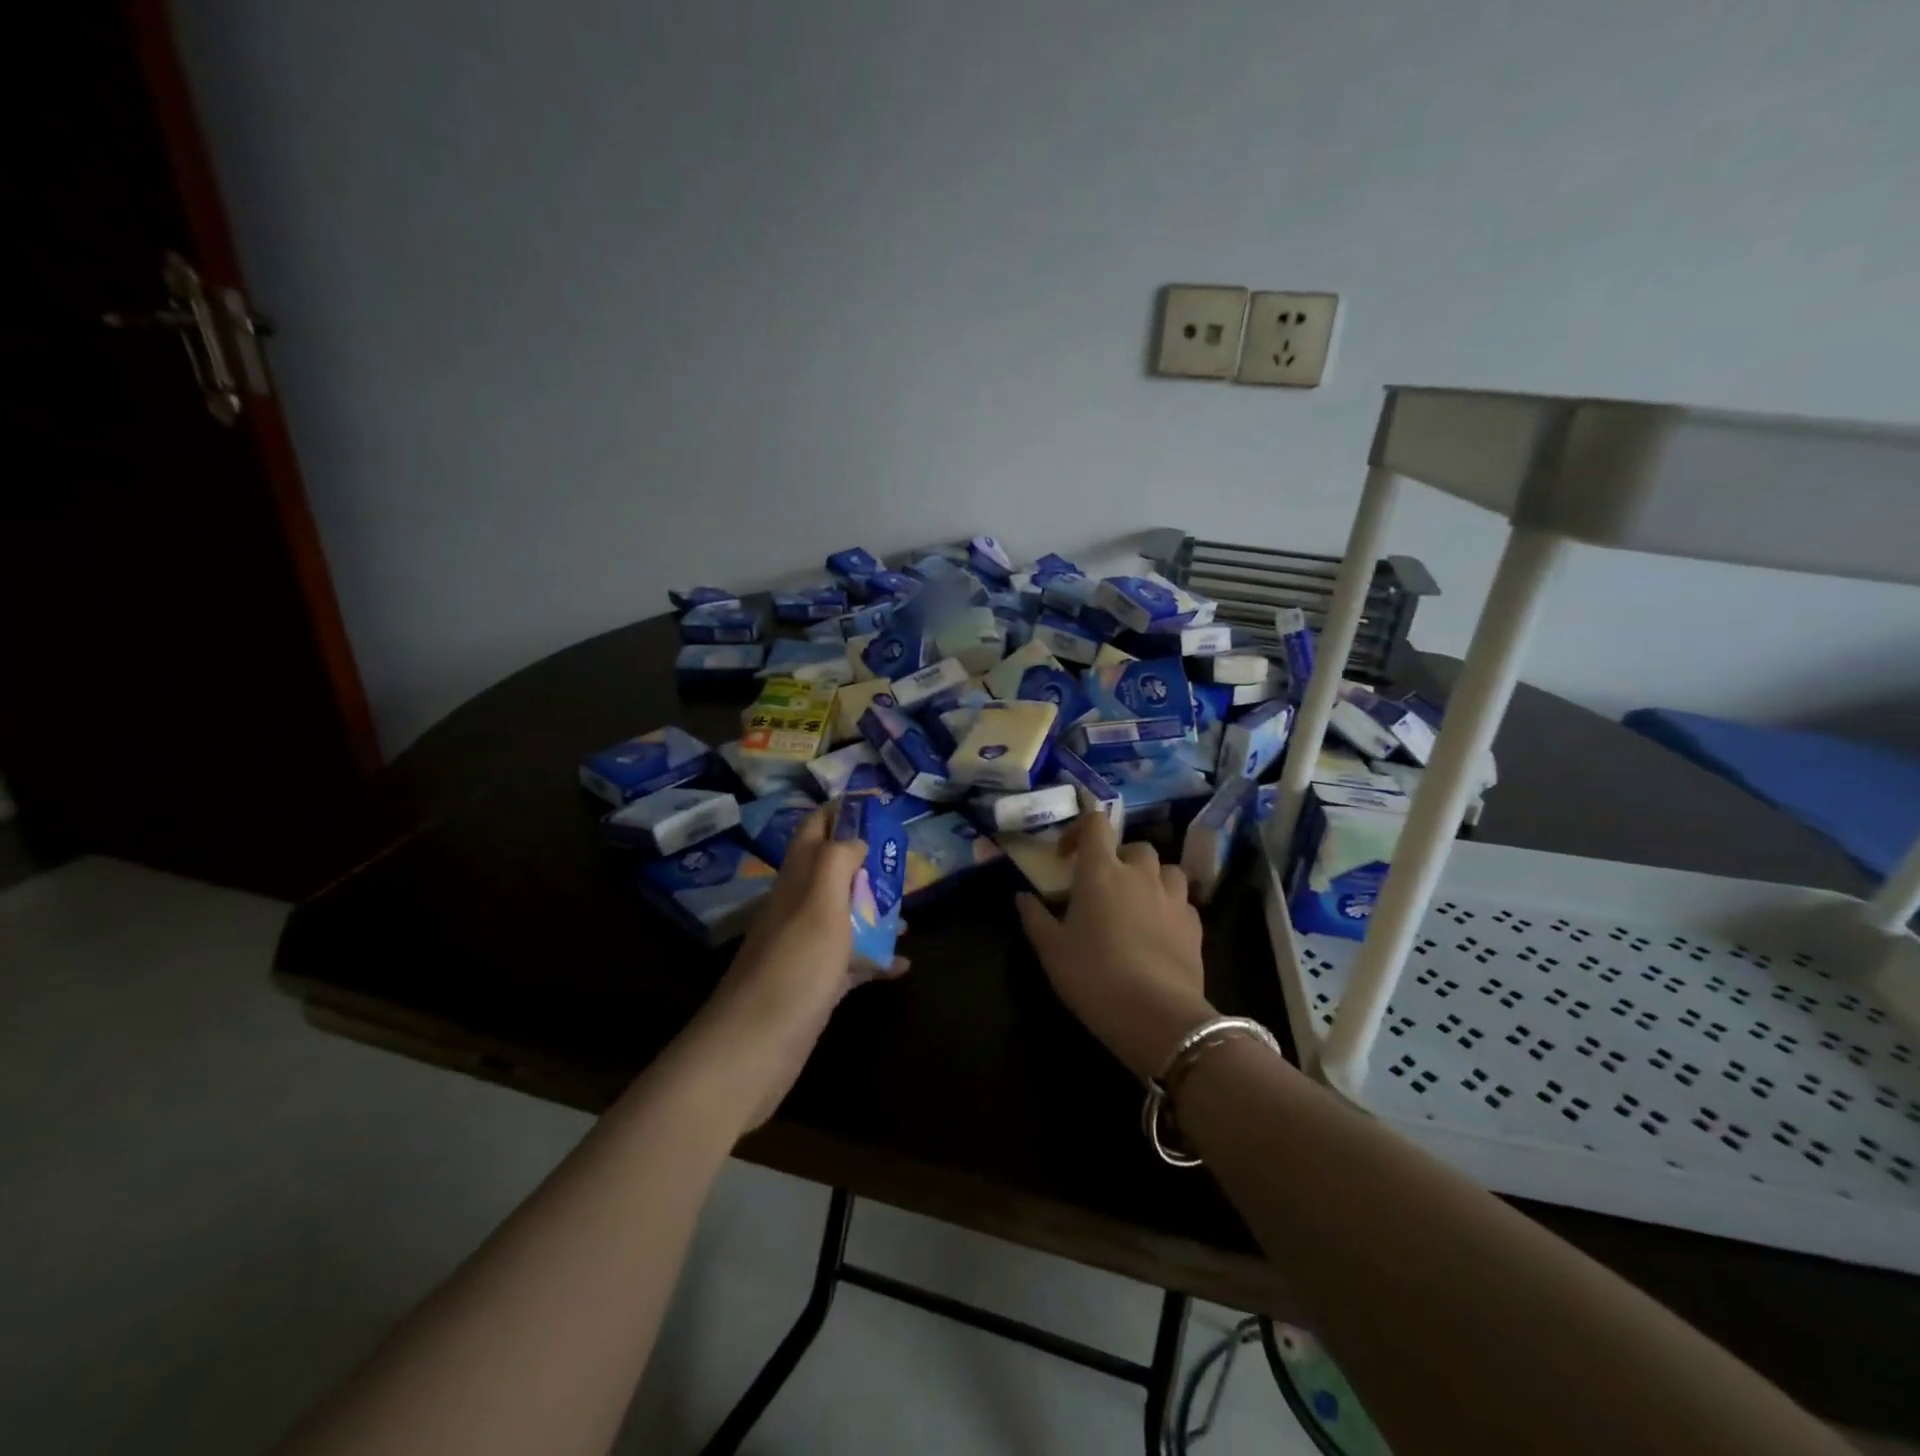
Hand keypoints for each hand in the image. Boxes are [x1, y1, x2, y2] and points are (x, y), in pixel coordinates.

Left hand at [698, 807, 908, 1127]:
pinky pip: (850, 959)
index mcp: (797, 880)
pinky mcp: (815, 983)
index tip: (878, 803)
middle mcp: (798, 906)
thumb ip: (837, 861)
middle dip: (867, 860)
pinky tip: (901, 964)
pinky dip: (875, 957)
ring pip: (845, 913)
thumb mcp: (820, 904)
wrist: (754, 1049)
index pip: (815, 828)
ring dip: (875, 908)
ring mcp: (805, 946)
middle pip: (834, 869)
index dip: (842, 810)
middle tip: (903, 860)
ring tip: (910, 912)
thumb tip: (855, 835)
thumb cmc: (793, 967)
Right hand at [1016, 813, 1214, 1080]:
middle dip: (1118, 859)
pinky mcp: (1195, 924)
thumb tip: (1022, 896)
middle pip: (1134, 846)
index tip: (1067, 856)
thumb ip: (1034, 917)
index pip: (1095, 824)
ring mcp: (1173, 897)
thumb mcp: (1051, 950)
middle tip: (1103, 886)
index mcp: (1100, 871)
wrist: (1156, 1015)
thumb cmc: (1093, 975)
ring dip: (1150, 878)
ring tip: (1137, 902)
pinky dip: (1169, 905)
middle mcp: (1139, 873)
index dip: (1081, 830)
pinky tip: (1159, 929)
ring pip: (1165, 869)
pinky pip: (1182, 901)